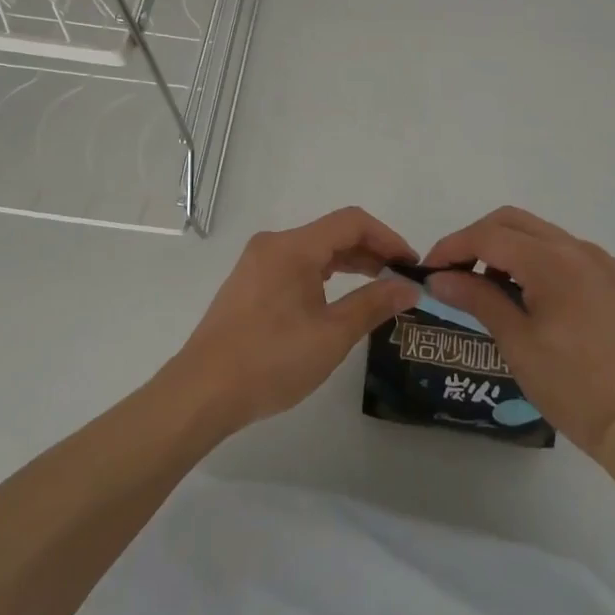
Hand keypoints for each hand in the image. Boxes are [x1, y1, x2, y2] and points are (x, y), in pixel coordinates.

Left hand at [165, 207, 420, 435]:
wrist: (202, 392)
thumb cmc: (271, 360)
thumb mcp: (331, 335)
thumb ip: (373, 304)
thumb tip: (409, 287)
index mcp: (293, 246)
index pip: (351, 222)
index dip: (387, 238)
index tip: (412, 264)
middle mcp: (274, 244)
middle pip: (332, 233)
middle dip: (371, 251)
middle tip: (401, 280)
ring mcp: (257, 263)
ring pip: (313, 250)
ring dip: (348, 264)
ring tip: (378, 289)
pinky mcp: (249, 283)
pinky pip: (296, 266)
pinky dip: (324, 275)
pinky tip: (337, 299)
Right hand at [424, 207, 614, 456]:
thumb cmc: (572, 387)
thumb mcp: (516, 342)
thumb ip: (476, 298)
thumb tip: (438, 278)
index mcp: (554, 262)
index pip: (489, 236)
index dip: (453, 247)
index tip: (429, 269)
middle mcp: (581, 249)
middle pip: (514, 222)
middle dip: (478, 239)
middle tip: (454, 271)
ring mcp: (605, 263)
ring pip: (542, 235)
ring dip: (509, 249)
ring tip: (489, 286)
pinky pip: (570, 255)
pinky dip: (541, 262)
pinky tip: (533, 296)